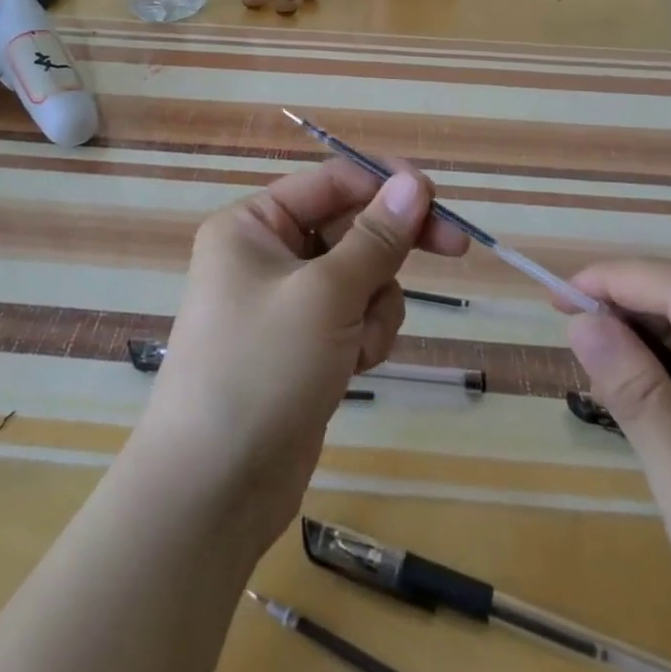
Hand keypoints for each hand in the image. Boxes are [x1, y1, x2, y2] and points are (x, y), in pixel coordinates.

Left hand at [138, 158, 466, 558]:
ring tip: (356, 345)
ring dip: (375, 306)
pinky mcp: (305, 343)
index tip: (438, 199)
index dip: (386, 185)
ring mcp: (287, 302)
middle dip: (391, 249)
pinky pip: (354, 316)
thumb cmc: (261, 369)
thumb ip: (376, 237)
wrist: (214, 490)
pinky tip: (351, 369)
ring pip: (361, 276)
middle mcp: (268, 254)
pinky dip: (364, 336)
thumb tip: (414, 183)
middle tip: (455, 248)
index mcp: (254, 224)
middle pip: (351, 227)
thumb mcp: (325, 295)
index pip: (332, 181)